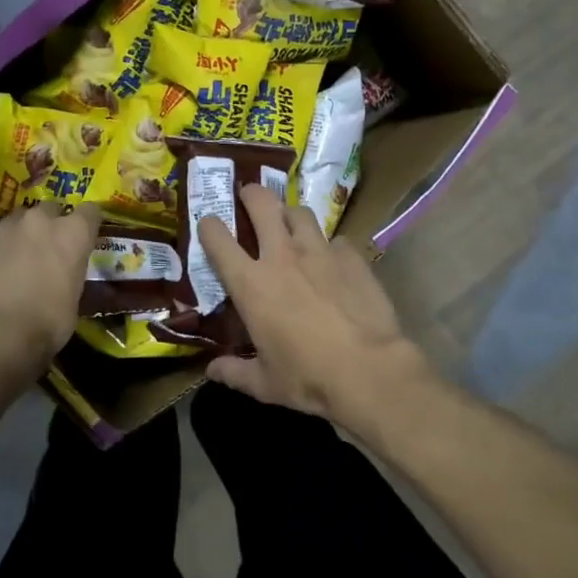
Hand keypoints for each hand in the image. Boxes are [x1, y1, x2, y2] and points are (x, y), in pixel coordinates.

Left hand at [0, 202, 100, 389]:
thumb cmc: (47, 322)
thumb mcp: (74, 297)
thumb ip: (70, 271)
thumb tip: (61, 273)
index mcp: (73, 233)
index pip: (90, 211)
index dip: (87, 223)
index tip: (84, 235)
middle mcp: (41, 220)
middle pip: (51, 209)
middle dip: (51, 224)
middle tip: (47, 248)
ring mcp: (7, 226)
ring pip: (19, 220)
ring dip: (22, 233)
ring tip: (16, 258)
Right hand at [195, 185, 432, 427]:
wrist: (369, 370)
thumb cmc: (308, 377)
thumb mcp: (264, 383)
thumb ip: (234, 372)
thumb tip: (211, 371)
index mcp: (251, 283)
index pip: (218, 239)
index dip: (209, 226)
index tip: (209, 225)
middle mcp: (282, 256)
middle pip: (262, 203)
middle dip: (251, 194)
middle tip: (249, 197)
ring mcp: (320, 251)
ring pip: (300, 212)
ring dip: (290, 215)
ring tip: (290, 225)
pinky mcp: (352, 256)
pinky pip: (335, 240)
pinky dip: (329, 246)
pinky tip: (332, 261)